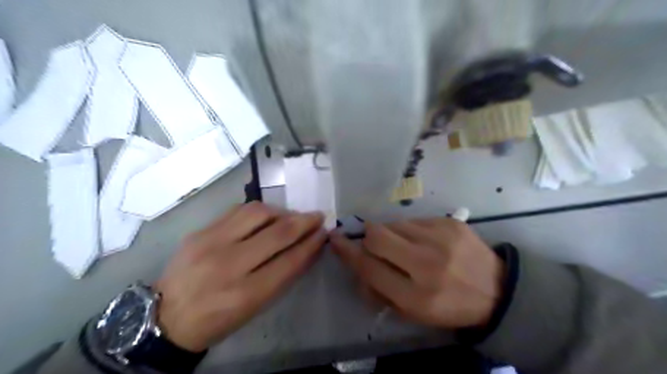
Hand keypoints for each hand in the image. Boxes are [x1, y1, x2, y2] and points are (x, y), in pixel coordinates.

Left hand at [153, 201, 325, 349]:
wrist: (165, 316)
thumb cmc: (219, 318)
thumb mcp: (255, 306)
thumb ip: (283, 275)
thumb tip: (308, 247)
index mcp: (245, 294)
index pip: (290, 261)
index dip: (312, 243)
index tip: (324, 232)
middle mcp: (228, 265)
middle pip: (278, 233)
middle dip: (305, 221)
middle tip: (317, 216)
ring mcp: (210, 243)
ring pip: (258, 213)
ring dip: (283, 211)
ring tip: (290, 217)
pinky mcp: (199, 231)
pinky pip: (238, 211)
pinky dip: (260, 211)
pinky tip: (267, 216)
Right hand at [331, 218, 502, 328]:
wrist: (498, 290)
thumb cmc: (450, 306)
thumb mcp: (413, 313)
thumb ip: (379, 291)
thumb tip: (357, 264)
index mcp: (416, 296)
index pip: (369, 267)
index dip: (347, 252)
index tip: (335, 240)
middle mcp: (427, 264)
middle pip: (377, 235)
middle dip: (368, 238)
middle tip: (374, 245)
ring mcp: (441, 239)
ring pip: (394, 224)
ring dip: (391, 234)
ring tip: (406, 246)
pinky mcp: (450, 222)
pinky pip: (414, 220)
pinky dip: (410, 230)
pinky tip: (425, 241)